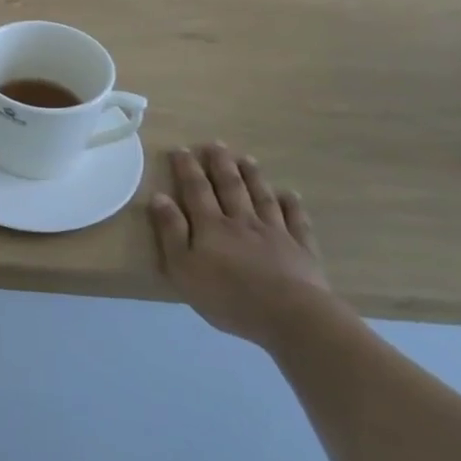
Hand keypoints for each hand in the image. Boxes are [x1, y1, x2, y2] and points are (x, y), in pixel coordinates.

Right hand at [150, 143, 339, 350]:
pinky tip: (289, 195)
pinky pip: (296, 221)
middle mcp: (242, 221)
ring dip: (253, 177)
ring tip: (247, 159)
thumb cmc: (228, 296)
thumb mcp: (184, 268)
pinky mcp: (301, 249)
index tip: (181, 149)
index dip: (187, 168)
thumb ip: (171, 231)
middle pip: (230, 186)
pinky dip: (292, 205)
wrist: (289, 316)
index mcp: (211, 226)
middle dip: (221, 164)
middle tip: (216, 144)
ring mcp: (275, 233)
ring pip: (261, 197)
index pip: (196, 189)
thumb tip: (159, 196)